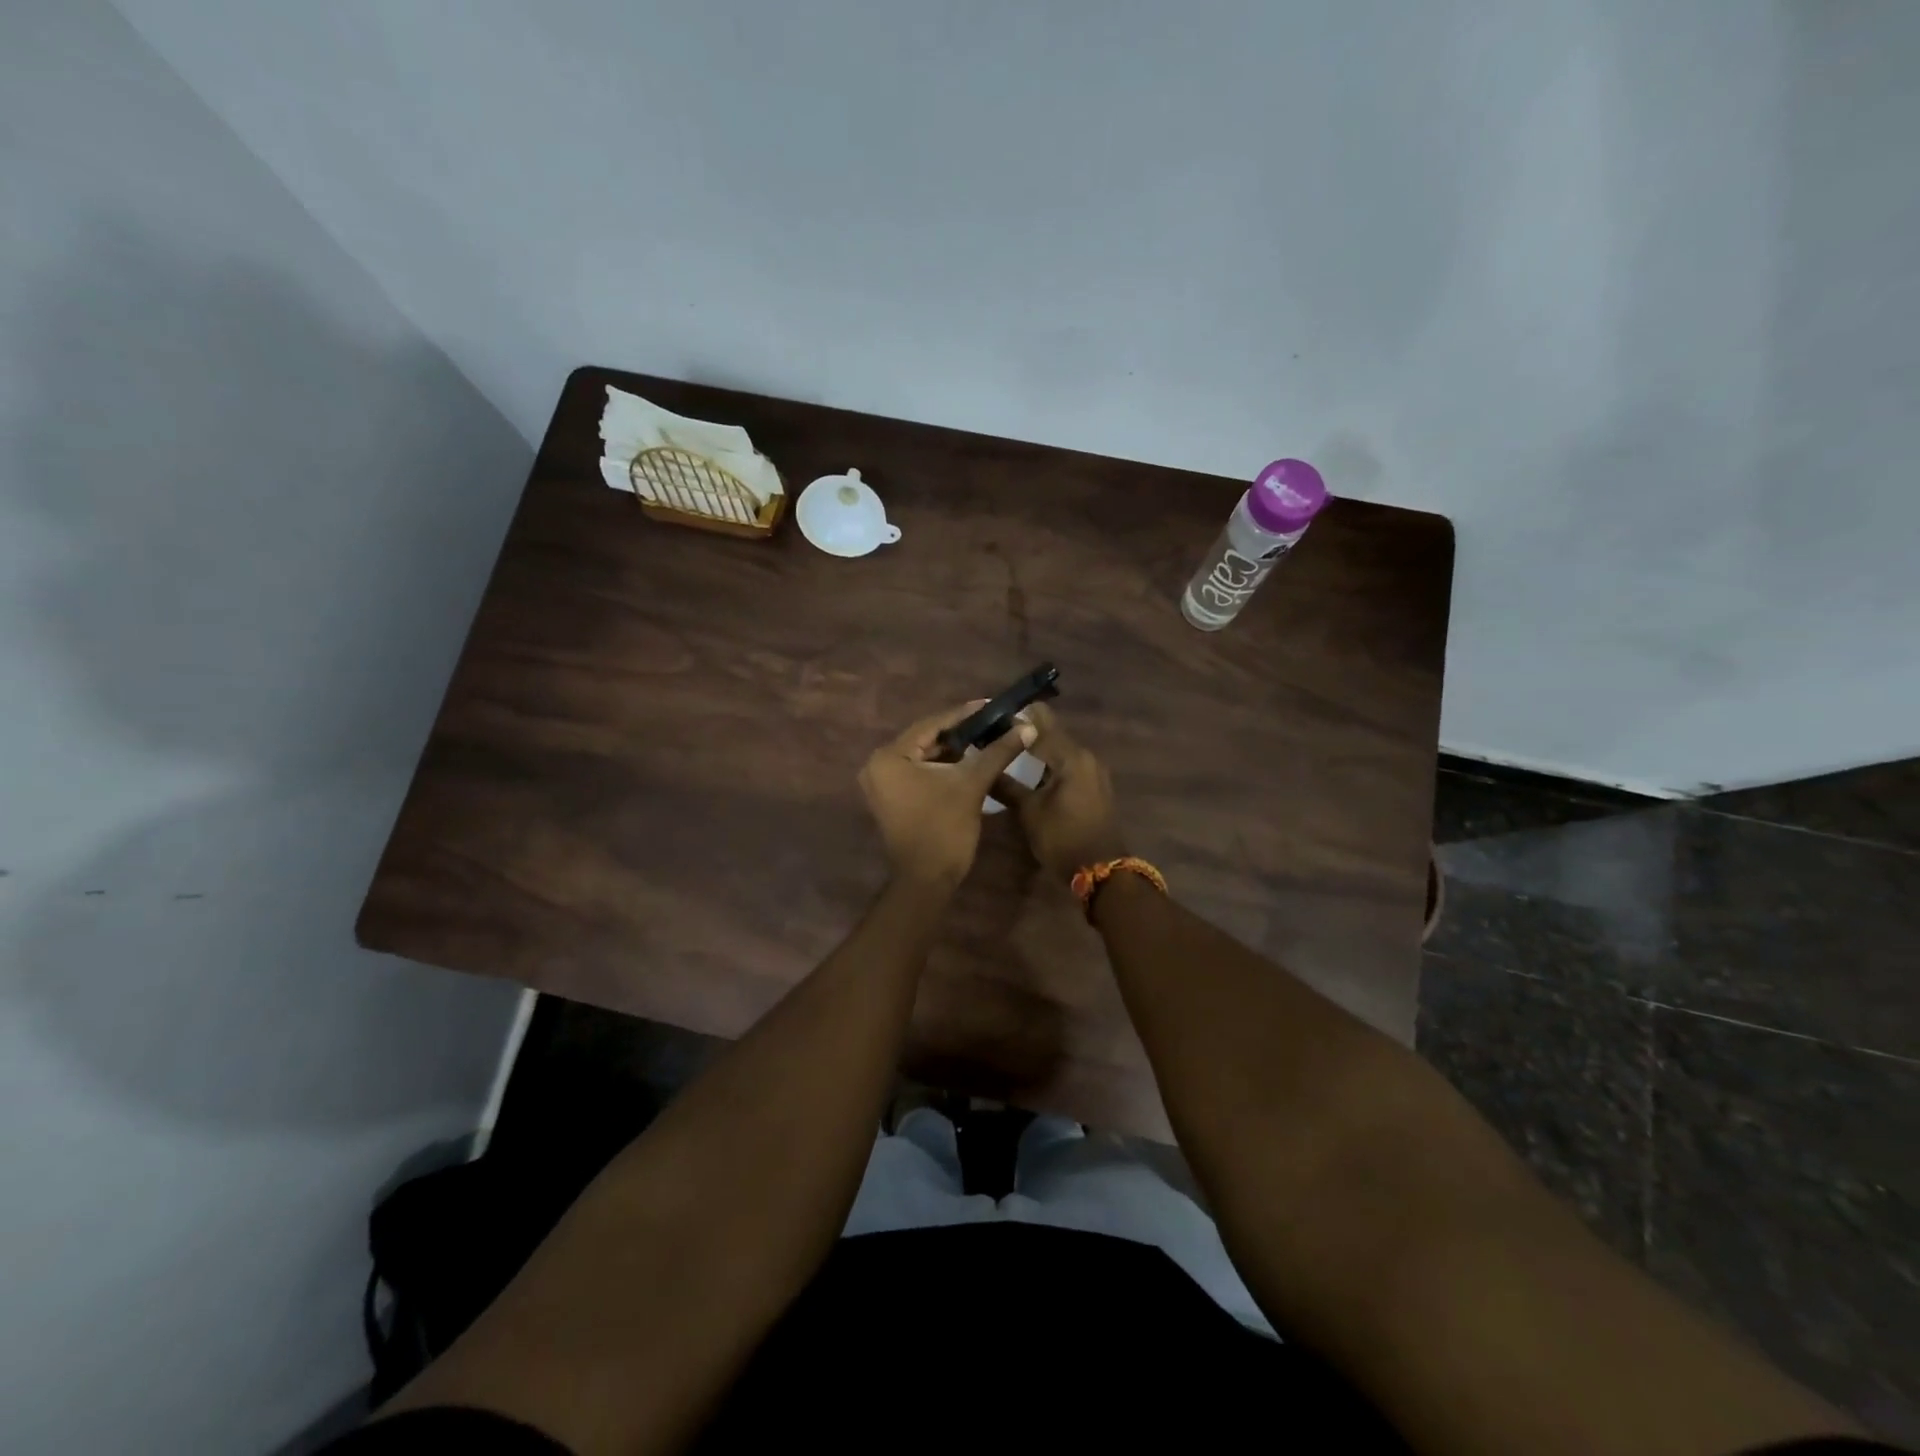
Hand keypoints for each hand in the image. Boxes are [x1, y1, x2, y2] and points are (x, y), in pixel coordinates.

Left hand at [859, 702, 1037, 886]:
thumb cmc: (945, 829)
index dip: (965, 714)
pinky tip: (969, 761)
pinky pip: (919, 772)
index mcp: (889, 757)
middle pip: (926, 740)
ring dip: (954, 750)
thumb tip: (1026, 727)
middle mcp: (878, 765)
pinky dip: (943, 767)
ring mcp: (882, 784)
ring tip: (987, 738)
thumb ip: (997, 752)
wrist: (927, 880)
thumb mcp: (972, 784)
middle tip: (992, 722)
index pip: (932, 725)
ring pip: (924, 757)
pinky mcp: (891, 798)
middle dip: (961, 732)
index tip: (992, 705)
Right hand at [988, 702, 1125, 882]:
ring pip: (1059, 749)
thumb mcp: (1029, 812)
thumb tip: (982, 766)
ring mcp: (1093, 771)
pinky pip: (1067, 764)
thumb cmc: (1063, 838)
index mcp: (1071, 756)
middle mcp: (1086, 756)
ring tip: (1007, 752)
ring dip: (1036, 749)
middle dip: (1024, 732)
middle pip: (1051, 732)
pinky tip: (1028, 772)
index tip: (990, 718)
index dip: (1015, 717)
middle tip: (994, 736)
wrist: (1102, 870)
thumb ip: (1006, 785)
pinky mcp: (1093, 785)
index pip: (1041, 721)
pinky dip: (1048, 763)